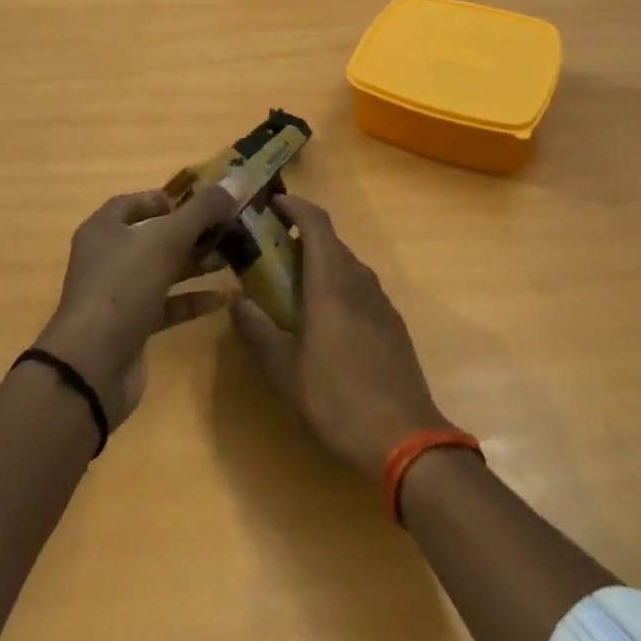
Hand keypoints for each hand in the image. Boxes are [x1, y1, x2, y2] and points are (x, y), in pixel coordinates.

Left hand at [36, 188, 236, 424]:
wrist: (92, 367)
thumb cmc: (123, 286)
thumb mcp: (166, 239)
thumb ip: (202, 210)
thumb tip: (235, 182)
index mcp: (104, 229)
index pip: (134, 202)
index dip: (168, 198)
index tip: (202, 201)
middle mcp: (108, 258)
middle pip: (154, 236)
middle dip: (192, 231)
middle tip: (229, 227)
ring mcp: (119, 295)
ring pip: (164, 270)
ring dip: (197, 263)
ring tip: (235, 256)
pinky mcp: (132, 328)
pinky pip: (168, 305)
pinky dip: (195, 299)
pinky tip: (227, 296)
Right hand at [231, 195, 449, 475]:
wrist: (405, 437)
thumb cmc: (338, 399)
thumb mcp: (285, 371)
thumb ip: (257, 332)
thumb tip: (235, 302)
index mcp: (332, 282)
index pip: (316, 223)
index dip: (295, 206)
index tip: (272, 203)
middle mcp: (359, 280)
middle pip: (331, 241)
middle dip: (301, 237)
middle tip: (270, 251)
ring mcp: (380, 300)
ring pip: (346, 264)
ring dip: (320, 262)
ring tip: (292, 284)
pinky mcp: (392, 321)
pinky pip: (360, 286)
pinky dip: (337, 284)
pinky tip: (324, 317)